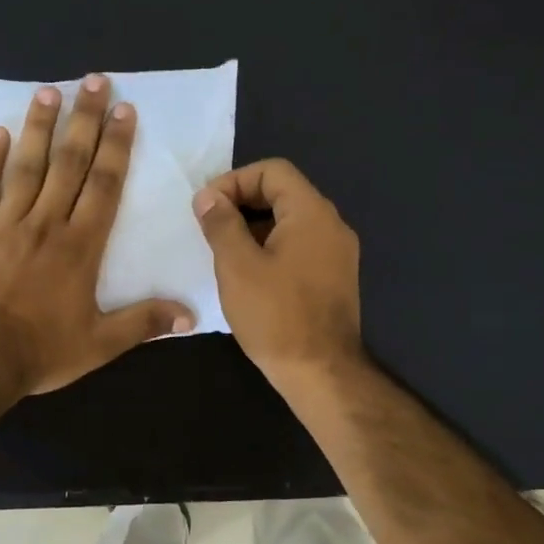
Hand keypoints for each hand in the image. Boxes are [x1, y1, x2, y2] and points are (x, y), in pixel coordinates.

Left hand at [0, 74, 194, 396]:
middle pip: (68, 163)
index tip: (124, 111)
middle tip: (93, 82)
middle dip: (84, 121)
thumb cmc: (40, 352)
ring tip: (49, 92)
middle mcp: (45, 224)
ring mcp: (4, 226)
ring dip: (39, 128)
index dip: (117, 146)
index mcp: (80, 246)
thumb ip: (144, 323)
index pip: (104, 185)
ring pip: (26, 167)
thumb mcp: (100, 344)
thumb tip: (191, 315)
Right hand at [192, 158, 363, 392]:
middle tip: (210, 228)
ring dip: (254, 228)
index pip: (273, 171)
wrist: (320, 372)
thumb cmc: (275, 316)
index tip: (206, 208)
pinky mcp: (334, 278)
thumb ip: (221, 224)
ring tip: (223, 252)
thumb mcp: (237, 266)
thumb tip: (208, 197)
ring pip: (290, 222)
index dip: (234, 181)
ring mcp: (337, 253)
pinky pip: (299, 247)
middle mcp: (332, 225)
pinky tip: (248, 274)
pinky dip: (271, 248)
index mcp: (312, 213)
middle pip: (284, 193)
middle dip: (242, 204)